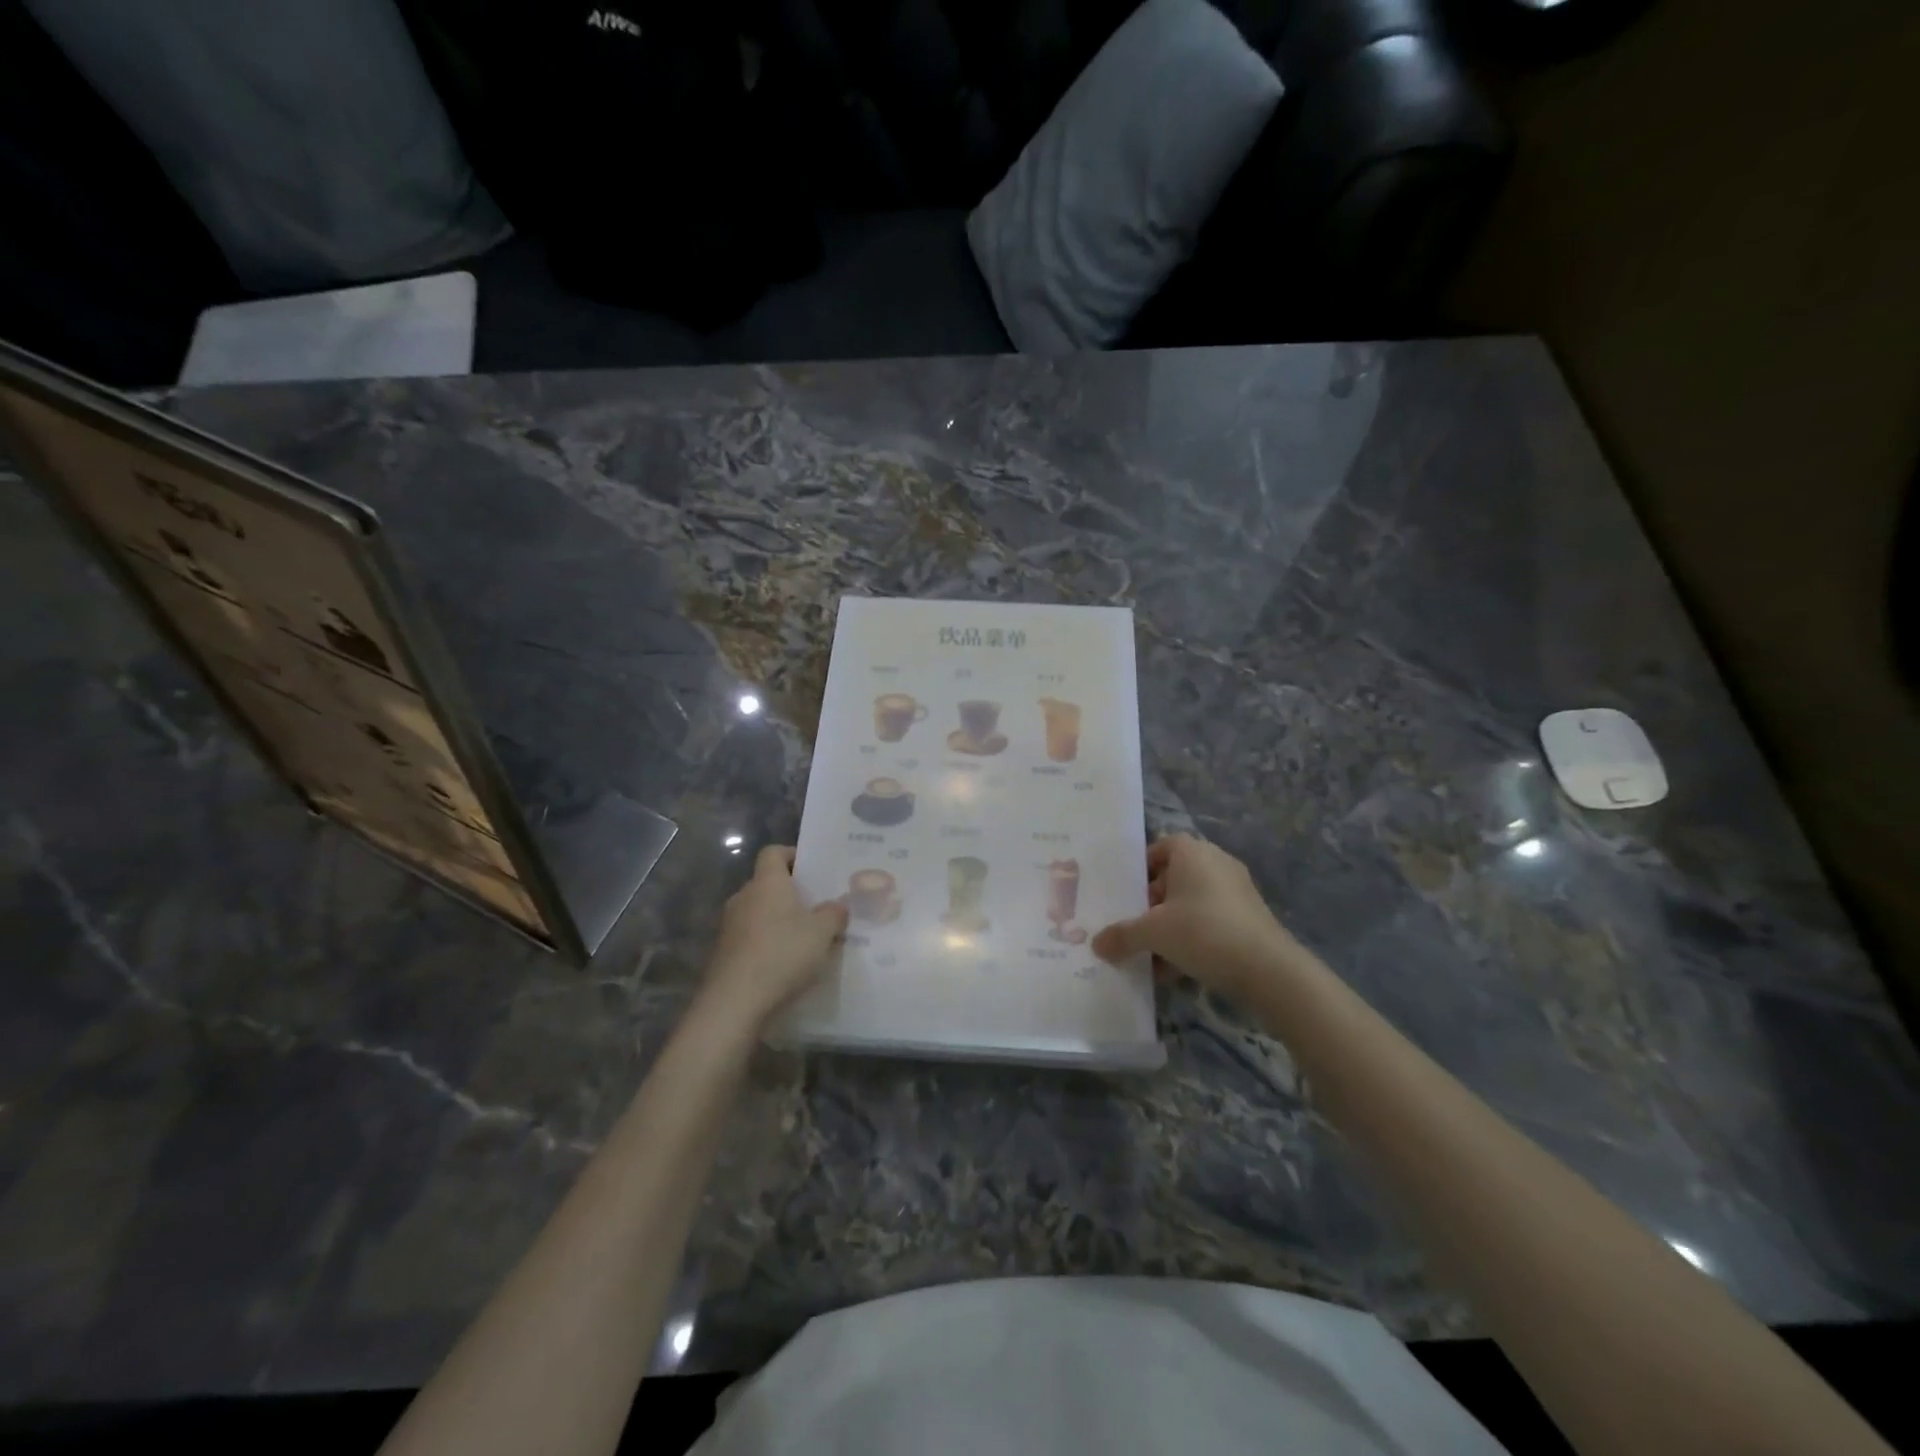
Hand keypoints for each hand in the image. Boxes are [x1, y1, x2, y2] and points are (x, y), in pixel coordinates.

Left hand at [702, 846, 848, 1029]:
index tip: (813, 869)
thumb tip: (837, 906)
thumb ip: (834, 913)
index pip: (774, 852)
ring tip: (806, 937)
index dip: (793, 855)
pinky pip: (751, 937)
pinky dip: (768, 942)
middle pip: (768, 883)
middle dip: (791, 892)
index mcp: (767, 882)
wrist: (736, 1002)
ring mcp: (730, 926)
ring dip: (779, 920)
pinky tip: (786, 962)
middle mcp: (744, 897)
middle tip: (818, 906)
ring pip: (760, 912)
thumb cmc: (783, 954)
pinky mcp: (725, 953)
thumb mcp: (822, 932)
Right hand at [1092, 834, 1307, 1002]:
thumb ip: (1122, 936)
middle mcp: (1216, 862)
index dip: (1142, 868)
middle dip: (1153, 903)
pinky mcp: (1250, 918)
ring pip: (1193, 903)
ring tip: (1152, 955)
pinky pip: (1211, 921)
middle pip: (1175, 876)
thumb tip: (1096, 945)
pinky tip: (1177, 970)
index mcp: (1192, 852)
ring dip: (1171, 926)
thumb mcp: (1153, 934)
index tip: (1127, 894)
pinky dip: (1194, 939)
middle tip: (1135, 926)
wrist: (1269, 970)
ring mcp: (1237, 890)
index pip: (1161, 846)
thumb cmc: (1203, 932)